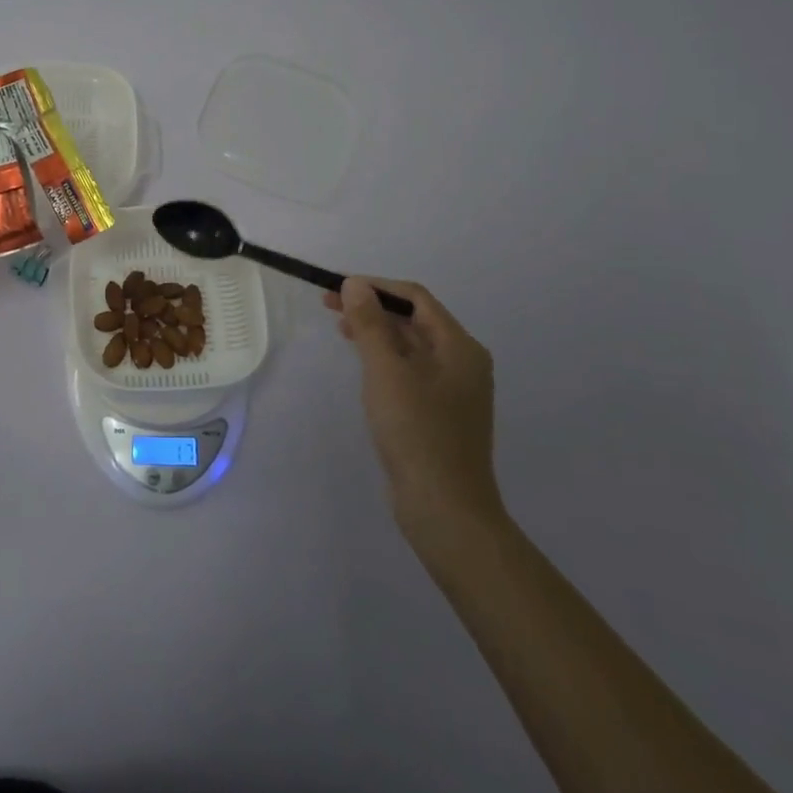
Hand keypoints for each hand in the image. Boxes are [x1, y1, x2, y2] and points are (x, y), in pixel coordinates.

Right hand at [325, 277, 504, 552]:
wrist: (445, 508)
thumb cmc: (416, 432)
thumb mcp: (386, 371)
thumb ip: (370, 324)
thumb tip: (355, 284)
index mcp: (459, 347)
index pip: (415, 298)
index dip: (374, 287)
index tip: (335, 288)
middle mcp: (463, 362)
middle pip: (415, 319)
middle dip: (372, 308)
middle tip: (329, 307)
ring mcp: (454, 389)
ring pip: (411, 345)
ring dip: (377, 332)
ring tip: (341, 331)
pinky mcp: (441, 412)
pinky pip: (411, 370)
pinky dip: (386, 358)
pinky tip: (364, 367)